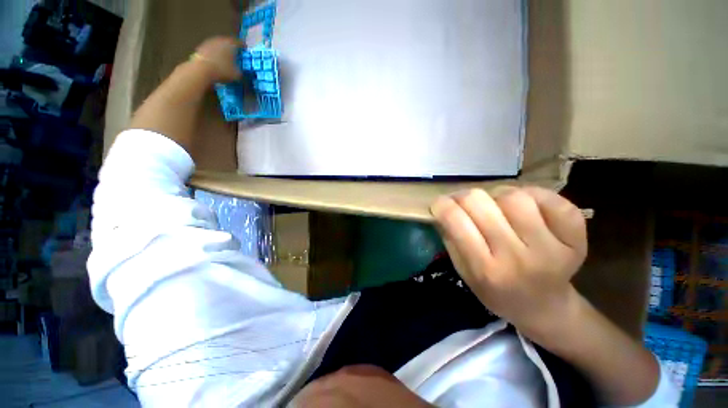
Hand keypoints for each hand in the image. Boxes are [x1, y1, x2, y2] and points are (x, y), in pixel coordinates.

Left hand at [192, 36, 243, 82]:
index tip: (245, 51)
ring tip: (225, 59)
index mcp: (231, 43)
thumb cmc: (222, 70)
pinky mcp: (201, 47)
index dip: (243, 47)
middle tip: (235, 55)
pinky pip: (212, 50)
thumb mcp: (237, 74)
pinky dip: (215, 54)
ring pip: (219, 45)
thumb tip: (240, 70)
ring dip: (222, 51)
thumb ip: (240, 70)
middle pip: (228, 42)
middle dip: (232, 48)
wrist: (201, 69)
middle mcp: (220, 39)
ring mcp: (210, 42)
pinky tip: (216, 61)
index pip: (240, 42)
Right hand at [430, 187, 586, 340]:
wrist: (544, 309)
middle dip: (463, 197)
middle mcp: (517, 257)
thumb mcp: (464, 272)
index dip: (441, 204)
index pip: (455, 220)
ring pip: (513, 196)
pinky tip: (525, 205)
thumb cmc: (496, 291)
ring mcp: (550, 248)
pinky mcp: (575, 240)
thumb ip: (451, 239)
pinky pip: (551, 199)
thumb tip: (443, 207)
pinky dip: (533, 194)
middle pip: (480, 202)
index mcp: (485, 269)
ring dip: (497, 195)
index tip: (439, 204)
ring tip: (496, 206)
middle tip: (463, 202)